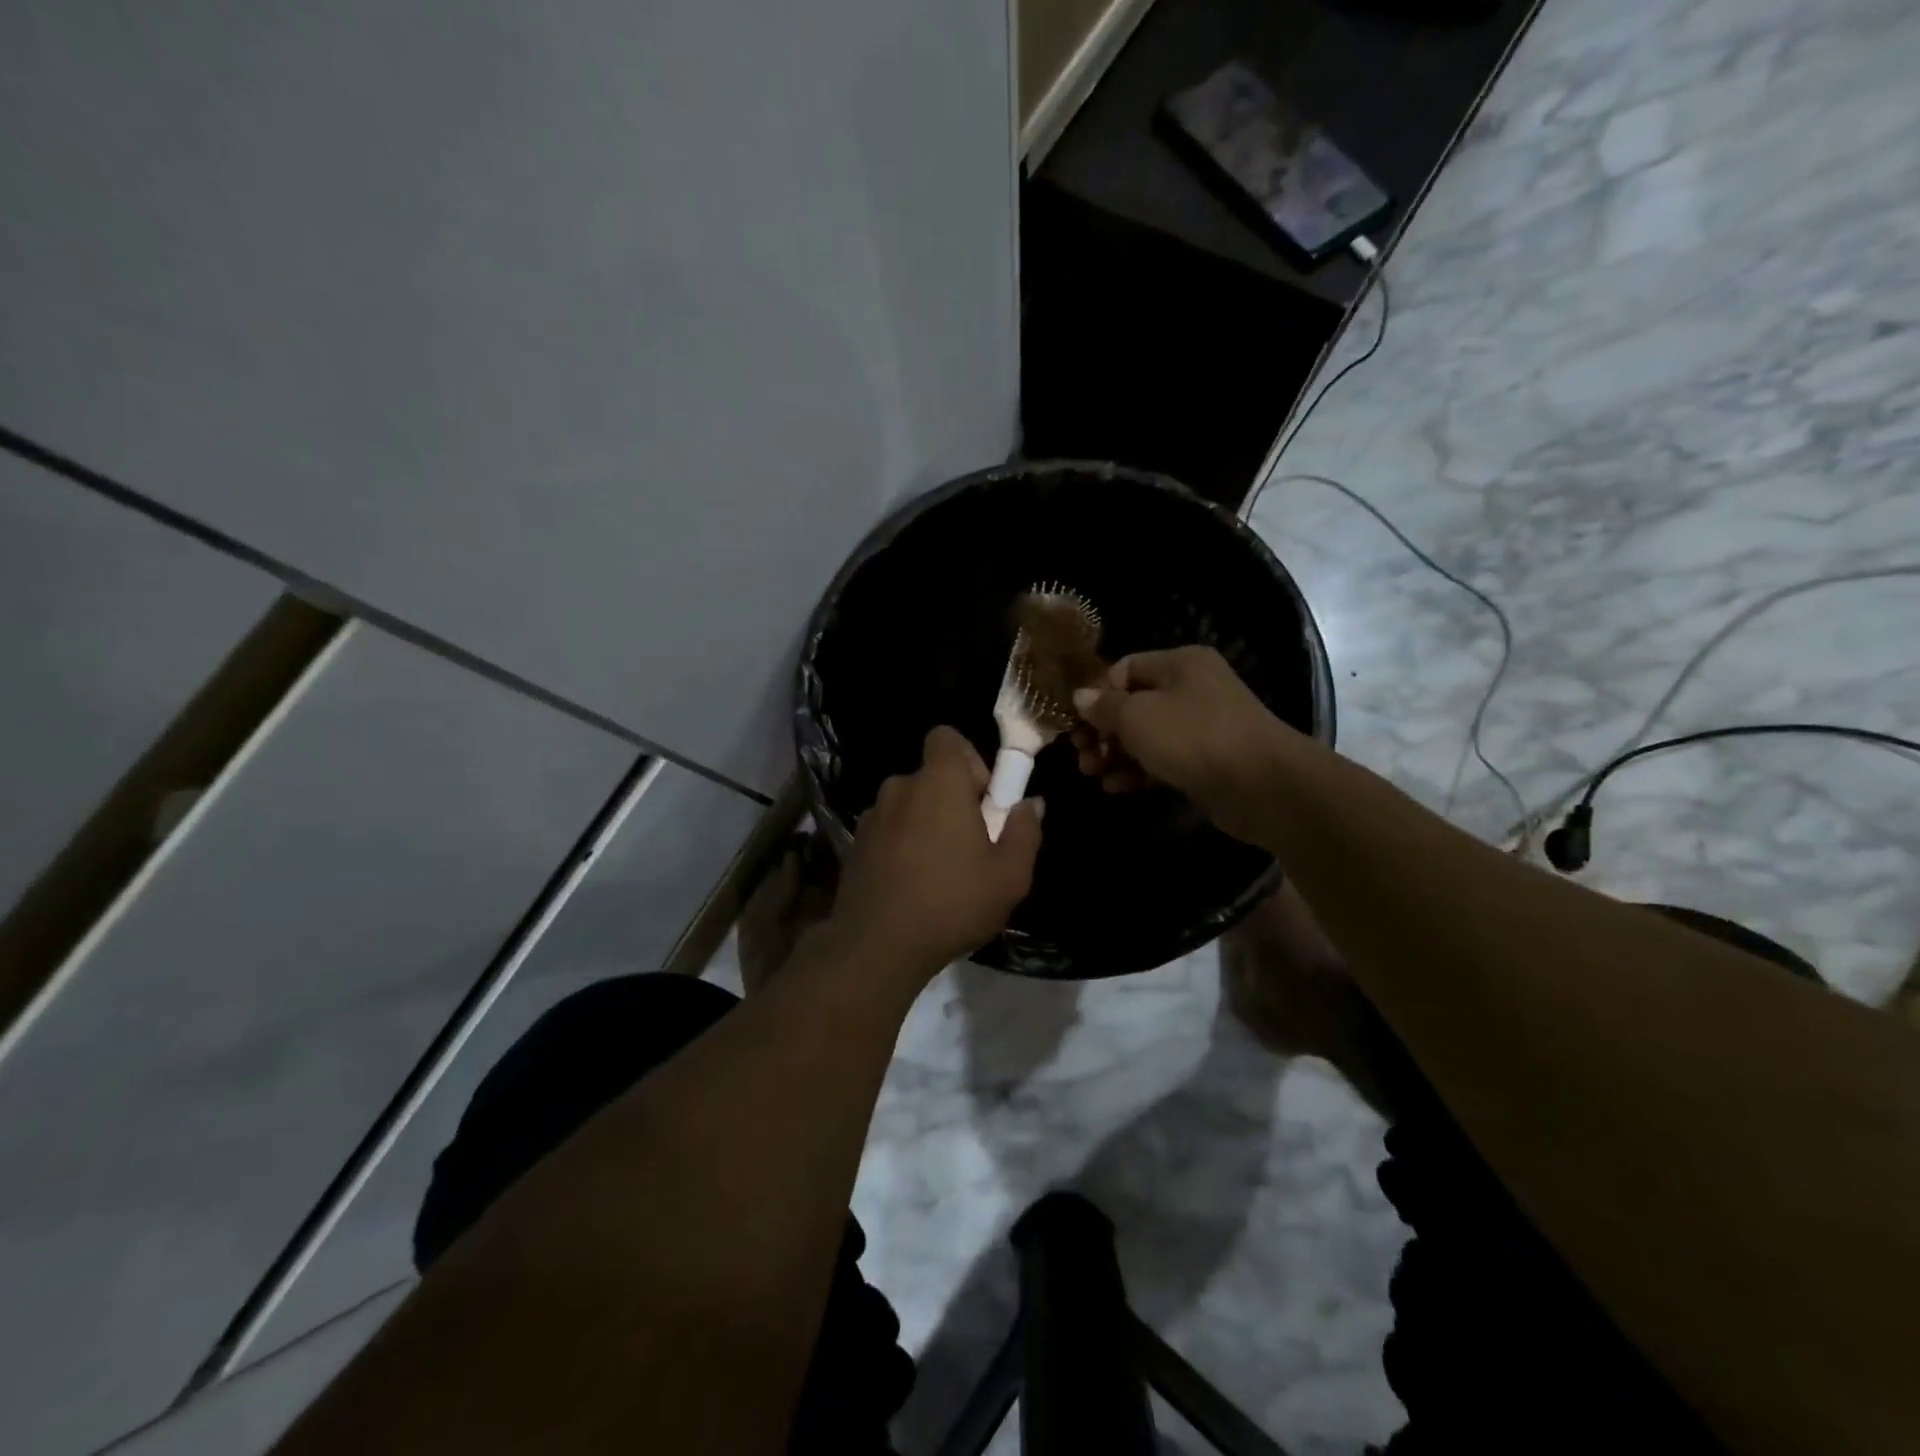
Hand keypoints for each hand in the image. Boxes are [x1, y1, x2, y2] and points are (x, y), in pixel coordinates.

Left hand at [832, 726, 1043, 983]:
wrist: (877, 946)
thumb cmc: (952, 902)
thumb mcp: (1010, 875)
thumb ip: (1025, 831)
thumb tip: (1030, 804)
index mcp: (938, 782)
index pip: (947, 737)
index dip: (969, 760)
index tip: (982, 800)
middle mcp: (900, 787)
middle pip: (930, 776)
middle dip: (951, 800)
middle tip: (969, 844)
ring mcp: (872, 817)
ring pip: (908, 806)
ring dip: (925, 824)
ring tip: (940, 872)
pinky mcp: (854, 845)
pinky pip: (888, 831)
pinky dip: (901, 846)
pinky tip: (912, 886)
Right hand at [1071, 646, 1298, 844]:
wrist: (1262, 785)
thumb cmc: (1193, 737)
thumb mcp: (1137, 717)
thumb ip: (1104, 706)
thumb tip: (1080, 696)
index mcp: (1179, 663)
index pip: (1124, 669)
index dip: (1096, 694)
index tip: (1076, 723)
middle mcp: (1192, 688)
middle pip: (1133, 704)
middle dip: (1102, 731)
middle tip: (1080, 755)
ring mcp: (1201, 726)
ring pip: (1146, 735)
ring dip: (1115, 754)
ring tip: (1091, 774)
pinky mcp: (1206, 760)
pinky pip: (1163, 760)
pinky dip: (1138, 771)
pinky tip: (1115, 787)